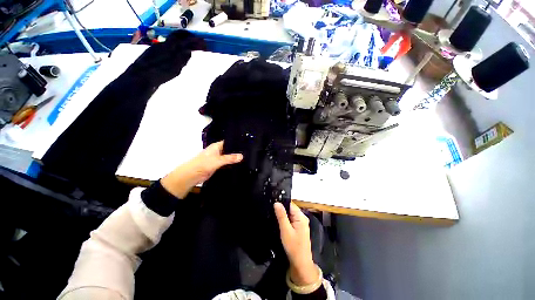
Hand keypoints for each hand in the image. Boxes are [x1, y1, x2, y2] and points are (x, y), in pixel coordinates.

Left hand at [161, 141, 242, 197]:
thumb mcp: (218, 160)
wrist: (192, 175)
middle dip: (237, 152)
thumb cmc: (203, 164)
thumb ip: (230, 158)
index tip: (246, 144)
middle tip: (249, 153)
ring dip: (235, 159)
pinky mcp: (218, 166)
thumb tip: (242, 156)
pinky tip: (240, 165)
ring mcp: (218, 159)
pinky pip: (227, 164)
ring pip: (229, 158)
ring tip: (247, 159)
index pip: (229, 142)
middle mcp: (218, 151)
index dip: (236, 143)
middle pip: (230, 150)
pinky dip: (231, 165)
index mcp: (217, 146)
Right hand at [274, 202, 318, 285]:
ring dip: (283, 215)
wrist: (300, 263)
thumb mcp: (285, 230)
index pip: (290, 204)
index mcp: (301, 216)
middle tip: (271, 210)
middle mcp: (302, 217)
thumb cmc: (293, 246)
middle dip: (281, 209)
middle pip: (290, 208)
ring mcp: (301, 223)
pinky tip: (279, 222)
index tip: (272, 202)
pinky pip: (291, 219)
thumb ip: (281, 216)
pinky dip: (285, 220)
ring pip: (290, 214)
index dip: (282, 202)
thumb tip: (277, 203)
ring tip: (273, 215)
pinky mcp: (299, 228)